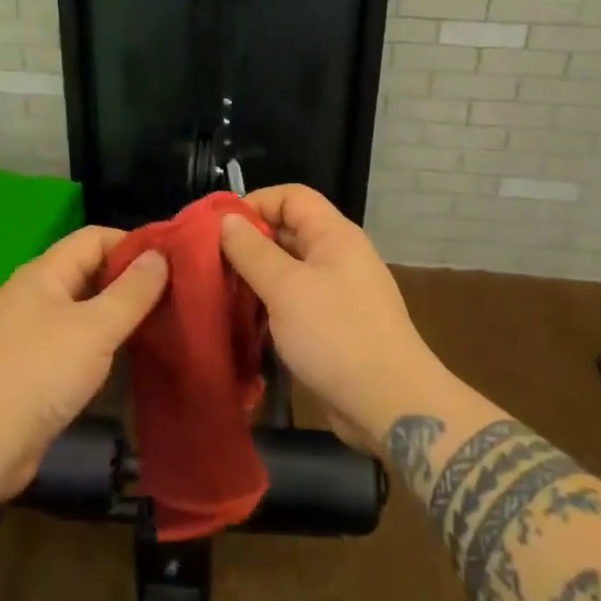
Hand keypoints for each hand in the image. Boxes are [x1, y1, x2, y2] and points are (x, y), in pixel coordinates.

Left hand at [0, 227, 168, 503]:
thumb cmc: (39, 373)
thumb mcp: (96, 328)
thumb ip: (132, 291)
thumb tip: (160, 255)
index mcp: (44, 273)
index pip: (95, 238)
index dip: (134, 244)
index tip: (173, 262)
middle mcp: (36, 295)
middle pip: (91, 272)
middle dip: (131, 281)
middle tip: (176, 295)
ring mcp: (32, 333)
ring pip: (85, 310)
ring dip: (120, 316)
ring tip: (163, 325)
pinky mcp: (34, 369)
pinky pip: (77, 343)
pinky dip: (103, 345)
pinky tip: (131, 359)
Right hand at [219, 185, 441, 453]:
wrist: (390, 404)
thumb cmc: (336, 334)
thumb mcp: (286, 288)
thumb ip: (252, 251)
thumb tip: (226, 219)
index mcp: (334, 234)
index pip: (291, 196)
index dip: (254, 203)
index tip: (217, 228)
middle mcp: (338, 255)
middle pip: (288, 230)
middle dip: (249, 242)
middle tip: (210, 263)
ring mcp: (338, 291)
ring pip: (289, 268)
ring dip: (257, 276)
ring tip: (221, 291)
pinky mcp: (334, 325)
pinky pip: (296, 300)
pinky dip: (271, 304)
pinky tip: (246, 321)